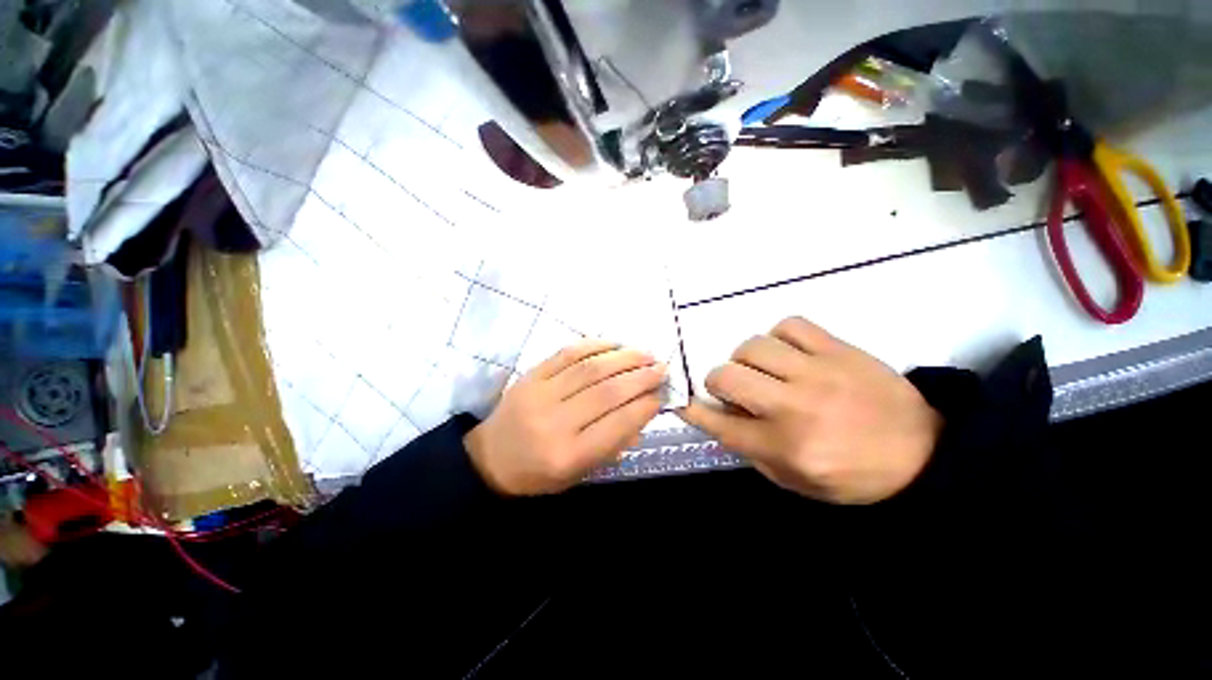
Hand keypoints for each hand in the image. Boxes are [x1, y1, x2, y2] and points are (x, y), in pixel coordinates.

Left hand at [465, 340, 665, 495]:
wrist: (491, 458)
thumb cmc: (540, 473)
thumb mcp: (580, 473)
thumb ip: (614, 444)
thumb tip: (644, 409)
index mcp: (568, 456)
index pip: (617, 425)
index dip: (645, 406)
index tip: (663, 394)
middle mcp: (554, 423)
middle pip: (606, 392)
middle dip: (641, 377)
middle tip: (661, 367)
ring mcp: (540, 394)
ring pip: (590, 368)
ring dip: (623, 357)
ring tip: (645, 353)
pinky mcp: (531, 375)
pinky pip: (567, 353)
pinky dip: (595, 345)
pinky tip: (614, 344)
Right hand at [680, 318, 941, 503]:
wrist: (924, 453)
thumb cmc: (852, 475)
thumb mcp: (793, 480)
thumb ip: (749, 448)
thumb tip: (716, 413)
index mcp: (784, 446)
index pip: (719, 422)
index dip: (693, 408)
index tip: (680, 399)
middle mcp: (794, 407)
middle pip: (727, 376)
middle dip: (716, 381)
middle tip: (731, 388)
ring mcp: (818, 373)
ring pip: (753, 346)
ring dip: (746, 358)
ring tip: (762, 369)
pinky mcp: (839, 350)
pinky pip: (790, 325)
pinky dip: (778, 337)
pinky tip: (787, 351)